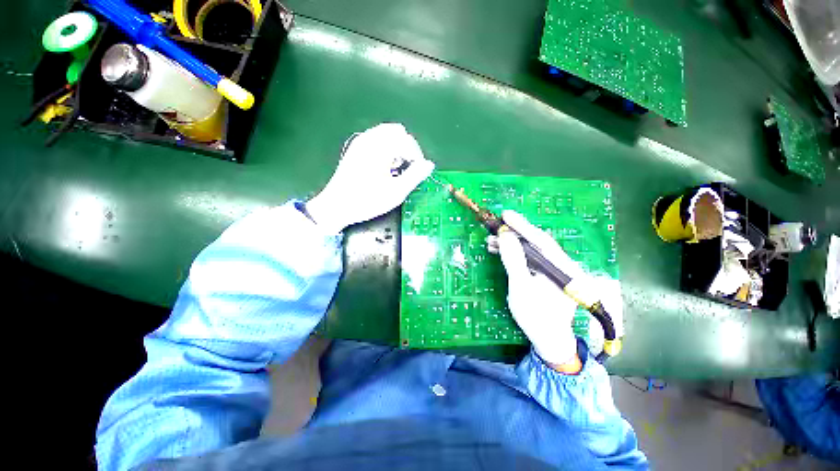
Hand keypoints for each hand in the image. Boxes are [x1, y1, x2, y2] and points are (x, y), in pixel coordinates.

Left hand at [306, 123, 434, 233]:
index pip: (407, 141)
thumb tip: (429, 164)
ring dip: (397, 148)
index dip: (416, 156)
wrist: (336, 206)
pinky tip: (383, 166)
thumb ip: (415, 176)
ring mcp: (360, 142)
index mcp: (379, 147)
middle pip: (397, 132)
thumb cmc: (367, 201)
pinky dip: (386, 148)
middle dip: (407, 149)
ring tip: (394, 169)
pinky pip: (377, 139)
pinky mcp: (356, 148)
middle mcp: (369, 139)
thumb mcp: (395, 192)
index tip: (417, 173)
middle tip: (405, 170)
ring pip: (387, 134)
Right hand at [492, 210, 582, 367]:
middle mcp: (563, 265)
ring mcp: (556, 269)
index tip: (505, 215)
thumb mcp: (520, 286)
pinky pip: (531, 259)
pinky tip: (501, 251)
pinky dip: (515, 254)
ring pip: (532, 250)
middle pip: (537, 243)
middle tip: (495, 228)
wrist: (548, 339)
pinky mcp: (548, 274)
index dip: (521, 226)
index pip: (541, 240)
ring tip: (492, 241)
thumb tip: (506, 235)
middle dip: (514, 234)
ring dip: (512, 244)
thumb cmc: (535, 315)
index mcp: (563, 267)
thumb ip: (514, 259)